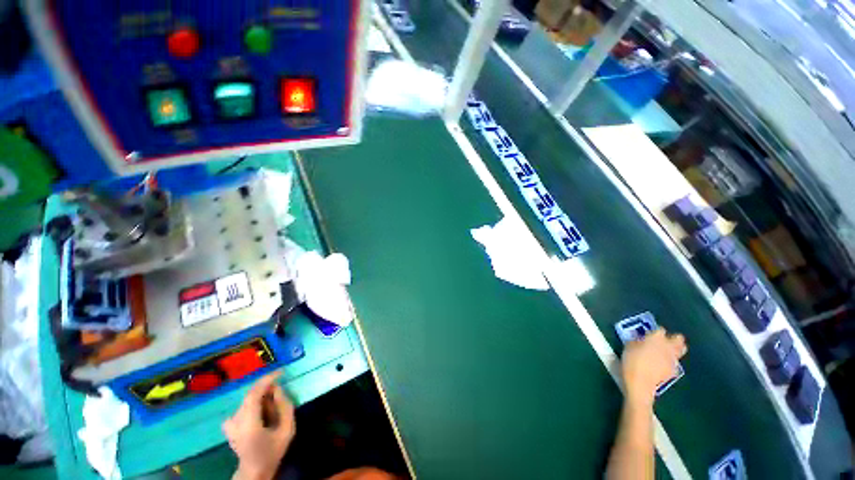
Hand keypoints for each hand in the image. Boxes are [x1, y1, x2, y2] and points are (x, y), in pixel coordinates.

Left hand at [223, 372, 295, 479]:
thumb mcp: (287, 430)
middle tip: (280, 393)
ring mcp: (229, 423)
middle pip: (251, 395)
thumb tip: (278, 389)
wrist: (253, 471)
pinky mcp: (228, 425)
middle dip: (267, 389)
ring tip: (272, 409)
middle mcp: (235, 420)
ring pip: (249, 400)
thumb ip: (285, 407)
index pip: (254, 393)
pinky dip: (254, 404)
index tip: (281, 371)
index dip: (268, 379)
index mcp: (248, 422)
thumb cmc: (272, 451)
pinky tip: (260, 413)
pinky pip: (243, 406)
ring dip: (262, 398)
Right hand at [621, 328, 686, 406]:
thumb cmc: (631, 360)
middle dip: (674, 338)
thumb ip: (636, 340)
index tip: (648, 334)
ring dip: (674, 349)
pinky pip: (674, 362)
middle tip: (664, 341)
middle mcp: (668, 346)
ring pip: (681, 350)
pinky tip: (662, 365)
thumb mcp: (628, 346)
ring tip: (665, 352)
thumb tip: (639, 339)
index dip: (655, 331)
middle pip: (678, 338)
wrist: (641, 382)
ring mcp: (673, 359)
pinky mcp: (674, 370)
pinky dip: (670, 362)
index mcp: (656, 337)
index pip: (660, 329)